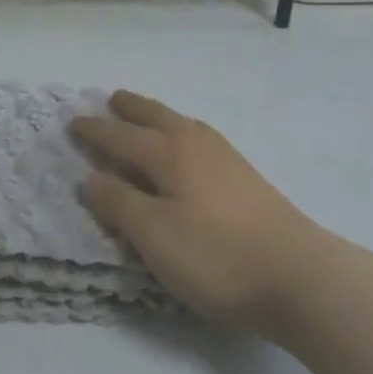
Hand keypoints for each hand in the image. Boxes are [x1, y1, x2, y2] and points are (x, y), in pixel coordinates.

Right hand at [72, 91, 325, 334]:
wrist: (298, 274)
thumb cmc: (216, 256)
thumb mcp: (155, 236)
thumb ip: (119, 204)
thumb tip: (90, 176)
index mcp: (168, 152)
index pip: (120, 135)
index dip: (95, 131)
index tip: (74, 122)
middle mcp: (194, 142)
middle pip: (154, 116)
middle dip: (129, 108)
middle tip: (111, 99)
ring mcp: (223, 155)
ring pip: (179, 122)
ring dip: (155, 115)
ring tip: (144, 117)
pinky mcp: (244, 174)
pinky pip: (197, 136)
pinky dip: (178, 131)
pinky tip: (187, 148)